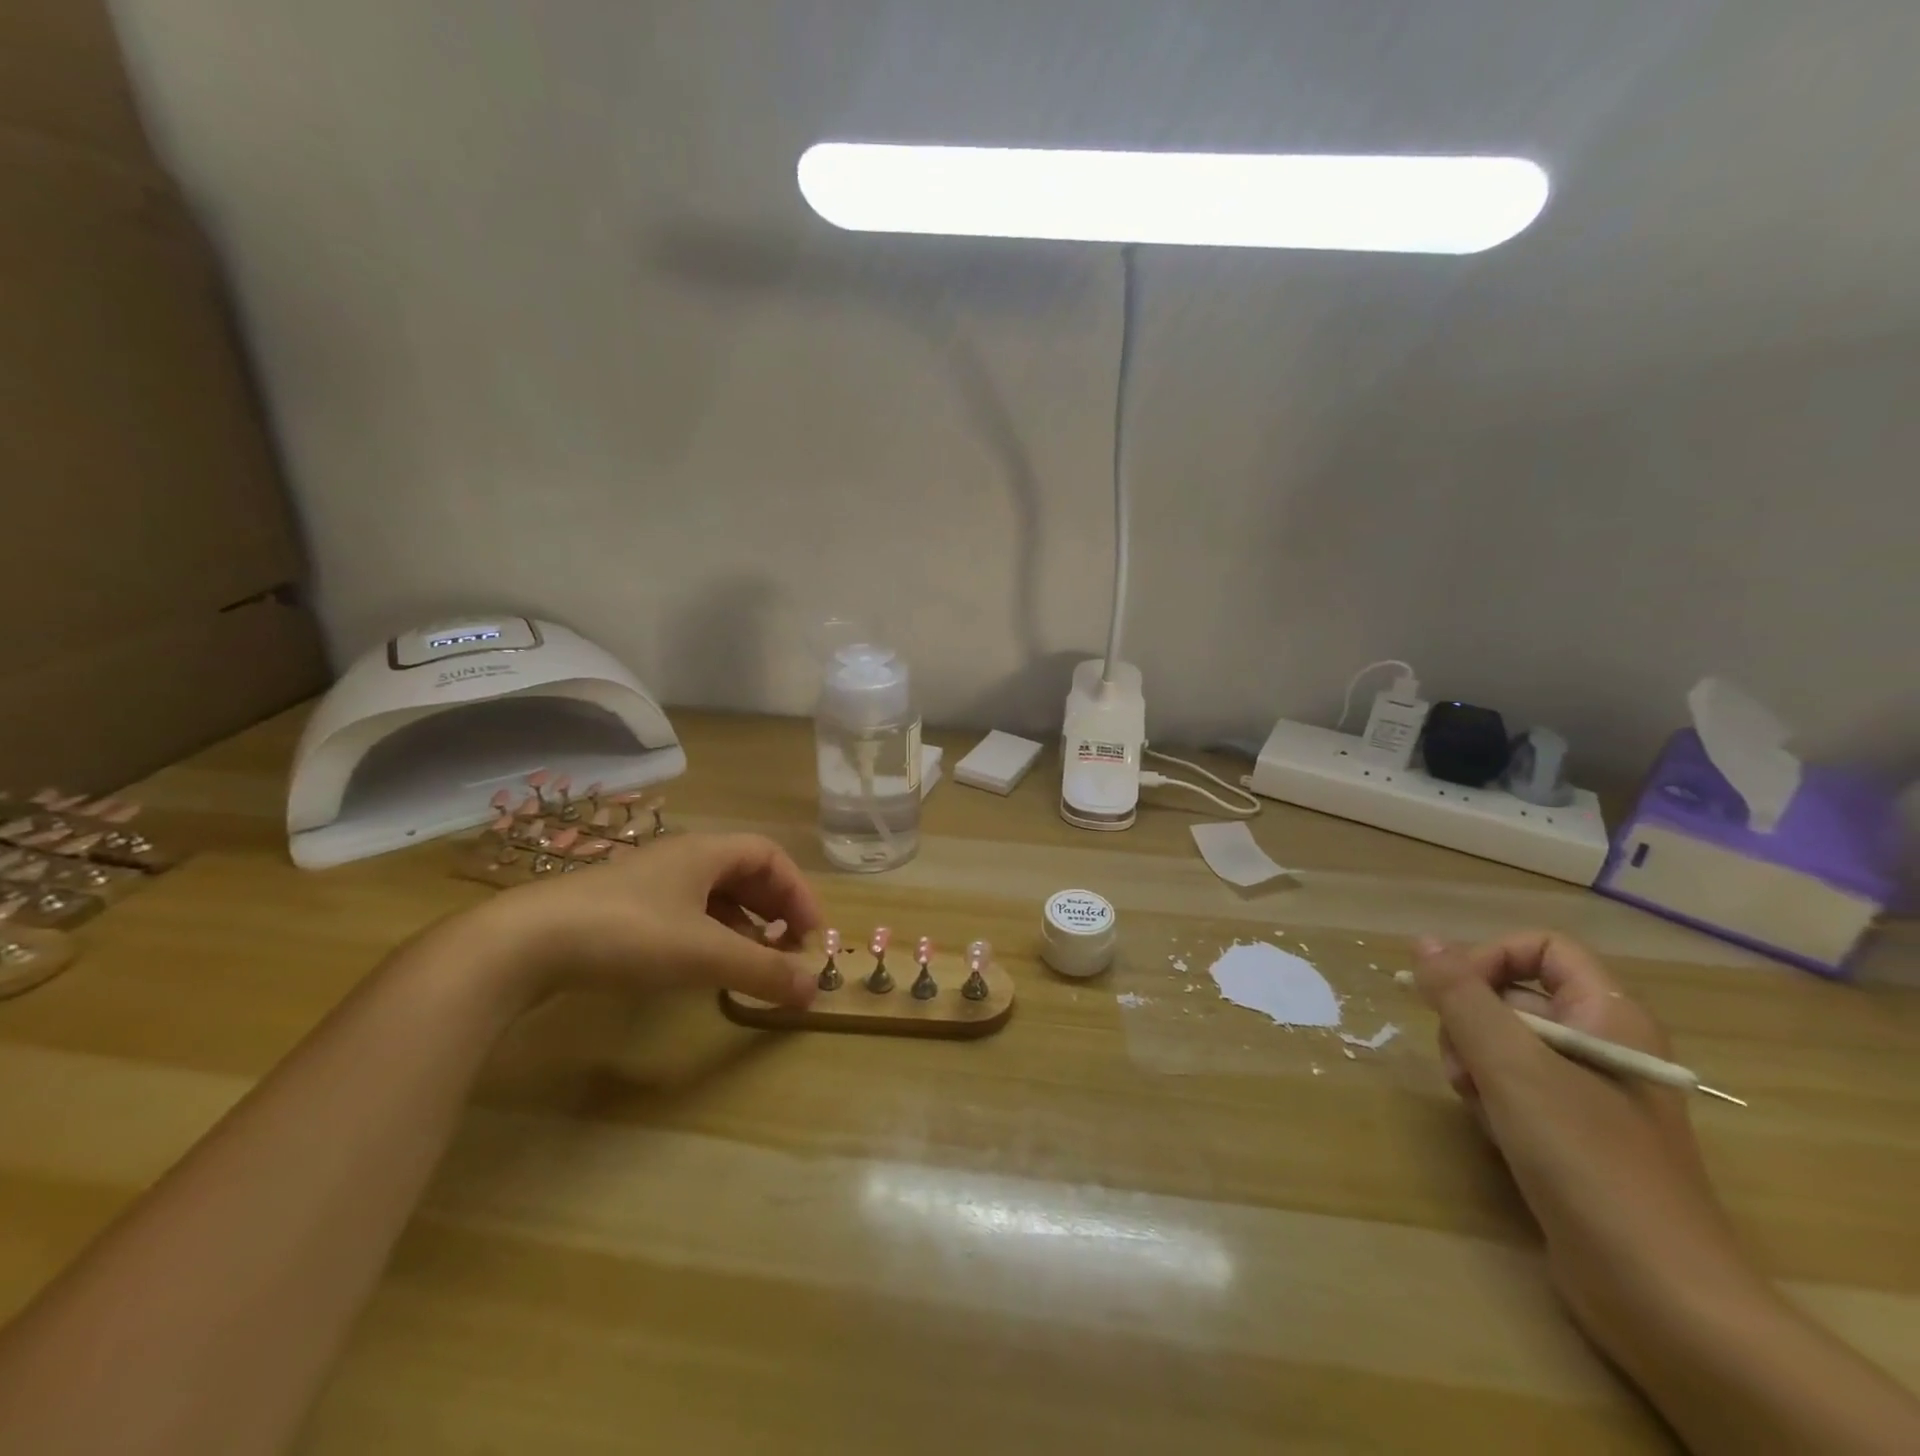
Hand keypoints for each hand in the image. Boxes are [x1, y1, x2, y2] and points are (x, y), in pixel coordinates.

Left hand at [462, 832, 823, 1011]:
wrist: (523, 944)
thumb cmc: (629, 934)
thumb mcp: (705, 955)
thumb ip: (763, 971)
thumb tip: (814, 991)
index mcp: (705, 852)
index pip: (770, 857)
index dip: (798, 892)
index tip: (811, 934)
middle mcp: (680, 858)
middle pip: (744, 872)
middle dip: (774, 908)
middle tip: (789, 947)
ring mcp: (647, 883)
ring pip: (713, 894)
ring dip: (743, 923)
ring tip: (754, 959)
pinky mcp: (621, 909)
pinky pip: (684, 912)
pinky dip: (709, 933)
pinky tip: (704, 963)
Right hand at [1411, 932, 1761, 1358]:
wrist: (1659, 1293)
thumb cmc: (1586, 1159)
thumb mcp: (1511, 1065)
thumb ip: (1462, 996)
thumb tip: (1423, 942)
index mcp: (1610, 1016)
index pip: (1541, 948)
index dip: (1490, 958)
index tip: (1453, 996)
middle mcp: (1604, 1043)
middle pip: (1515, 994)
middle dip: (1471, 1021)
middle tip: (1462, 1063)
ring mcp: (1592, 1092)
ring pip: (1507, 1043)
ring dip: (1475, 1063)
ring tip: (1476, 1102)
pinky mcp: (1576, 1134)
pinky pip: (1516, 1088)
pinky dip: (1494, 1099)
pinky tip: (1495, 1132)